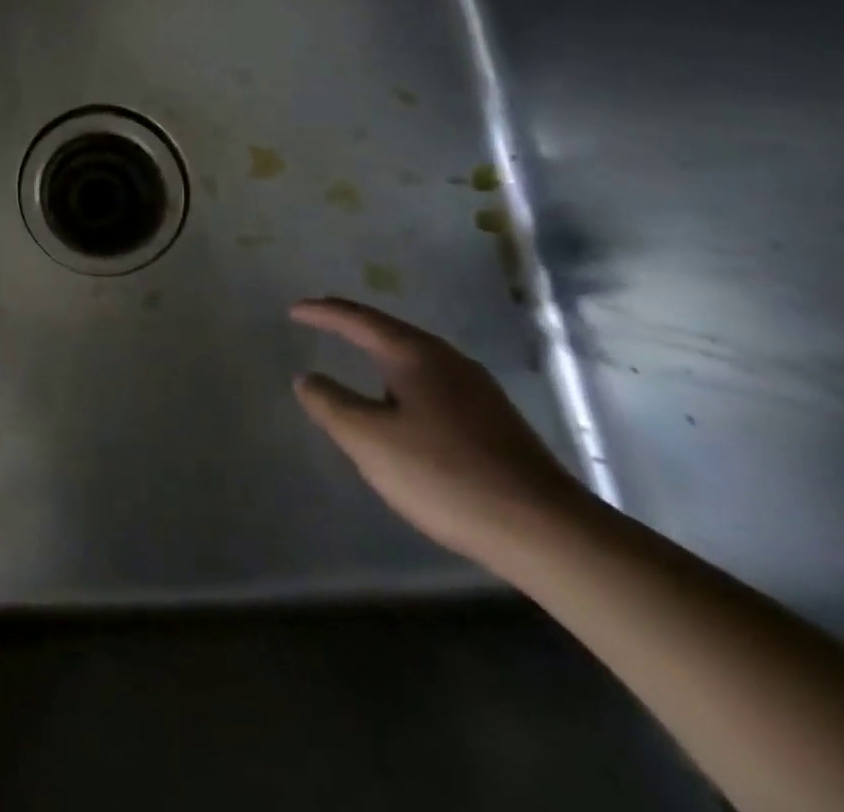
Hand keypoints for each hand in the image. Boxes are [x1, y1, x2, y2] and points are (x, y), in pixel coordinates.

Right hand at [292, 297, 593, 568]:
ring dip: (380, 352)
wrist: (549, 534)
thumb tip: (306, 378)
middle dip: (352, 325)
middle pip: (390, 331)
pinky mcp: (494, 422)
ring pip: (415, 358)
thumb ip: (330, 403)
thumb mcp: (369, 439)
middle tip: (322, 322)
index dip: (322, 312)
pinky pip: (433, 383)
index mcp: (415, 355)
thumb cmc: (446, 476)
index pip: (358, 319)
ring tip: (355, 358)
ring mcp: (478, 392)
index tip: (293, 310)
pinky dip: (402, 379)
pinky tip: (400, 405)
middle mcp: (449, 361)